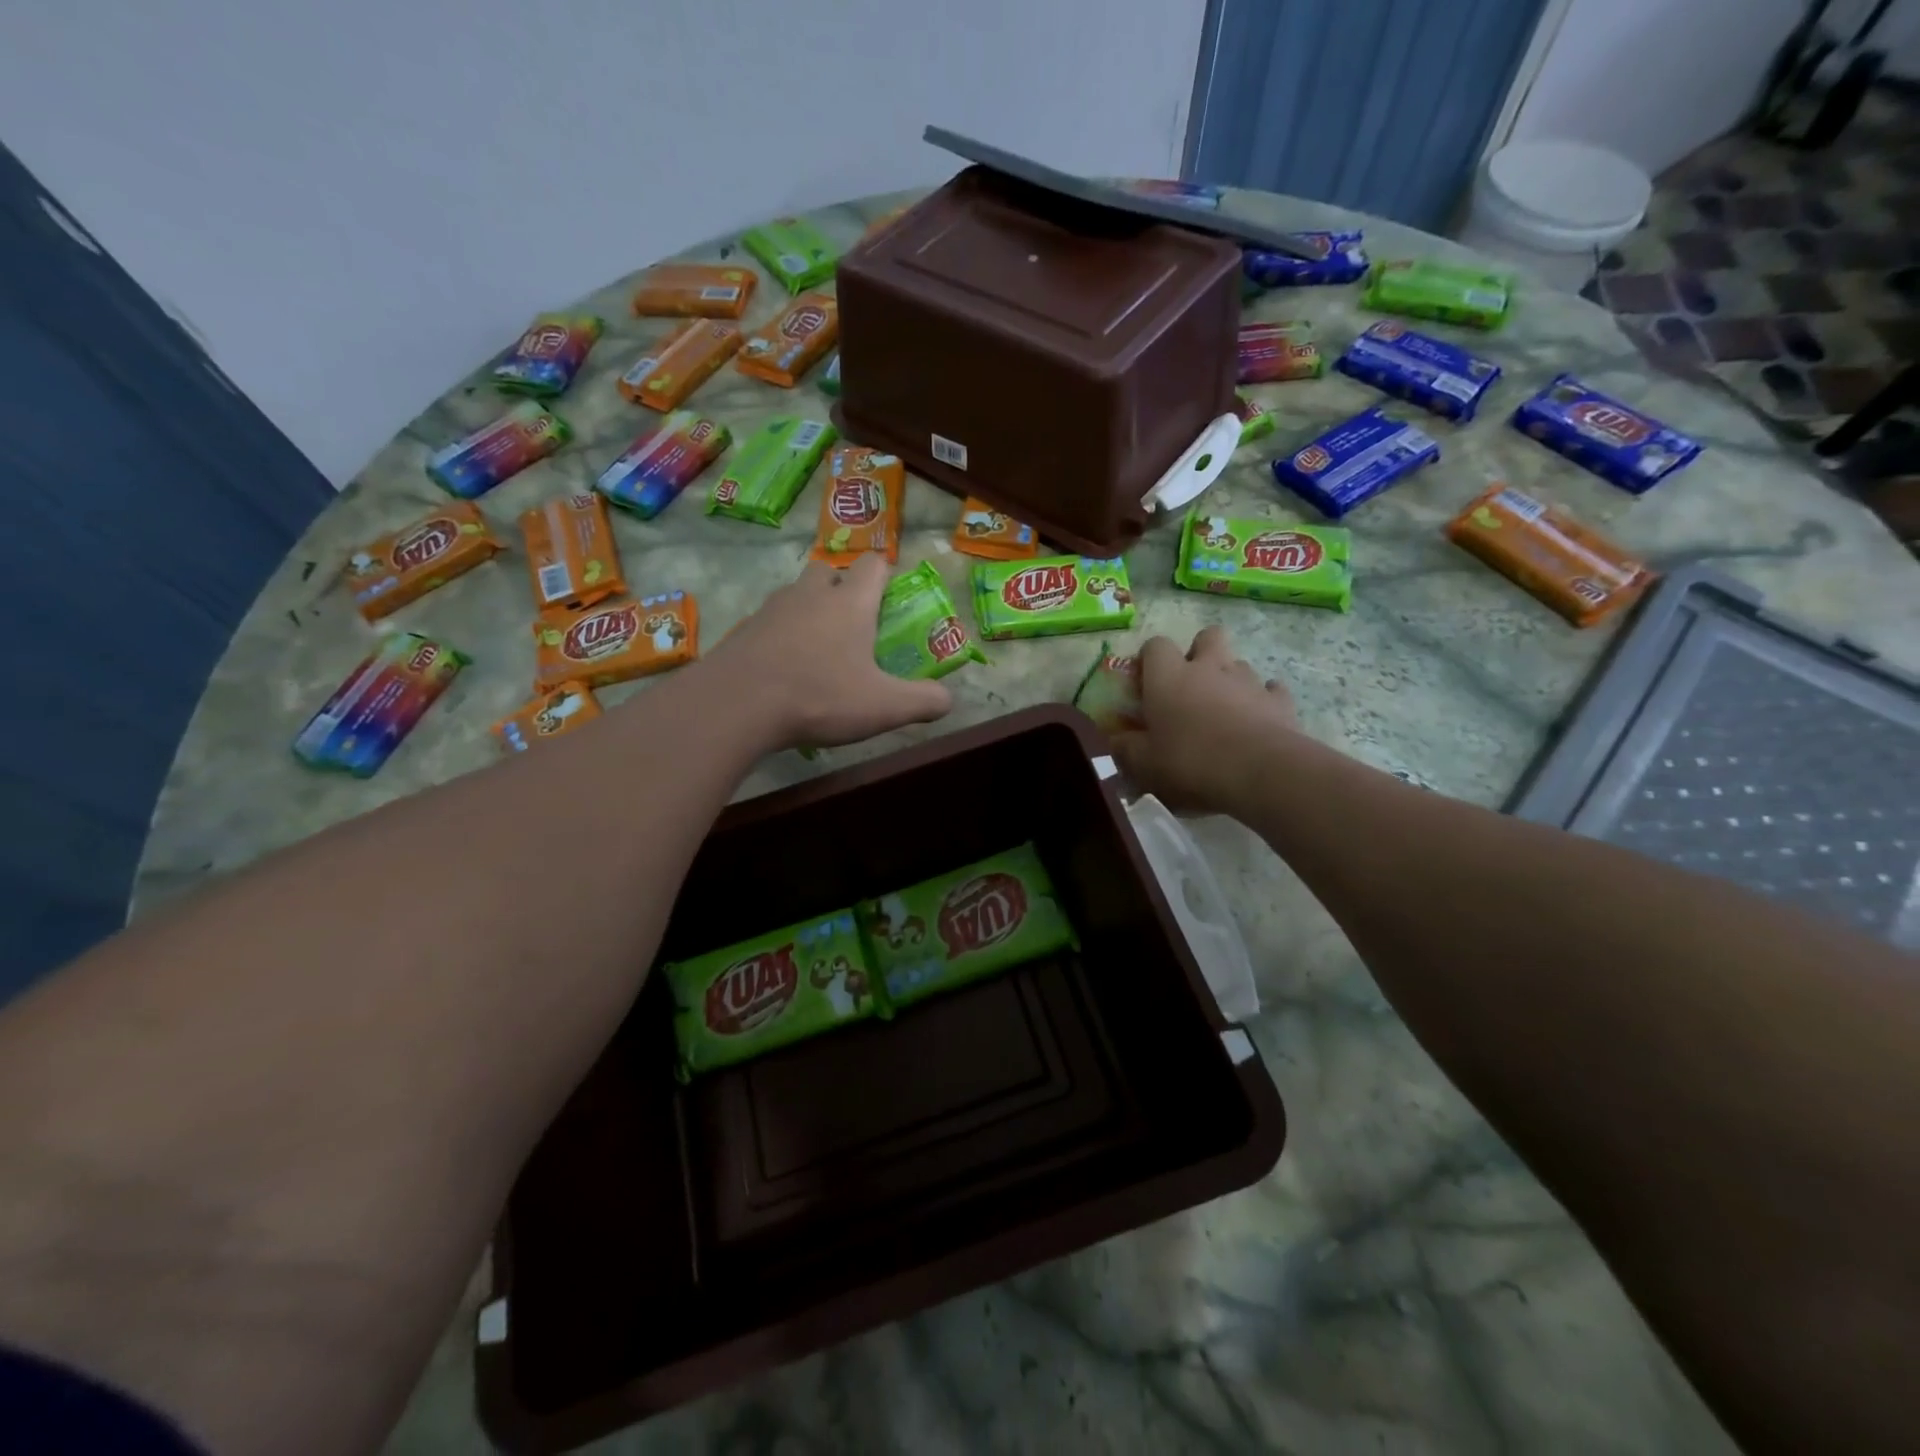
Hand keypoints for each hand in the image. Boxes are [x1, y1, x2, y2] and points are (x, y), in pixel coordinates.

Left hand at [708, 556, 952, 749]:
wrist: (736, 704)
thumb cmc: (819, 695)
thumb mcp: (884, 707)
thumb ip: (923, 701)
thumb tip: (948, 700)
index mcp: (850, 602)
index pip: (874, 564)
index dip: (886, 573)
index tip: (891, 596)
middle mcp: (810, 594)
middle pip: (828, 571)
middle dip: (843, 589)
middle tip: (853, 625)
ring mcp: (772, 609)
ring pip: (796, 595)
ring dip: (810, 611)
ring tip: (819, 650)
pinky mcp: (744, 630)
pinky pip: (771, 622)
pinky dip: (782, 636)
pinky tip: (785, 670)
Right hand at [1111, 627, 1300, 815]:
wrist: (1260, 773)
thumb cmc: (1191, 763)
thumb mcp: (1144, 764)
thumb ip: (1126, 748)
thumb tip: (1115, 740)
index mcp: (1169, 677)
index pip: (1155, 646)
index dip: (1150, 659)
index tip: (1145, 681)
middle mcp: (1209, 668)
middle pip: (1207, 637)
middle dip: (1200, 652)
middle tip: (1191, 685)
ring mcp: (1248, 681)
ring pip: (1239, 664)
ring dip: (1230, 680)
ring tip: (1224, 712)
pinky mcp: (1280, 701)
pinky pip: (1271, 690)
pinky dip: (1263, 701)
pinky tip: (1258, 721)